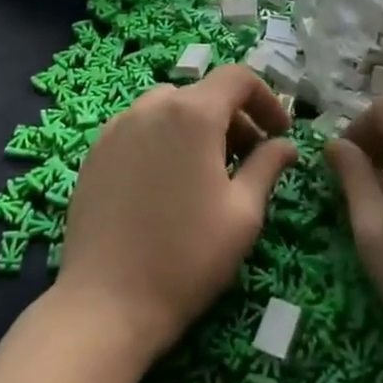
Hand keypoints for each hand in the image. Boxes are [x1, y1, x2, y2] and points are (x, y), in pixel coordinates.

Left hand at [56, 65, 296, 361]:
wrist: (105, 304)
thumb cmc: (187, 257)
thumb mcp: (243, 213)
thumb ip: (268, 166)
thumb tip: (286, 145)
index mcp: (192, 114)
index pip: (238, 78)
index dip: (266, 99)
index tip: (280, 133)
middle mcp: (151, 107)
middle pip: (203, 93)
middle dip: (234, 118)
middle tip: (248, 160)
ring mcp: (117, 128)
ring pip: (169, 108)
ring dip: (197, 127)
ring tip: (207, 172)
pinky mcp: (96, 153)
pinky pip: (139, 128)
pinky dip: (163, 139)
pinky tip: (166, 185)